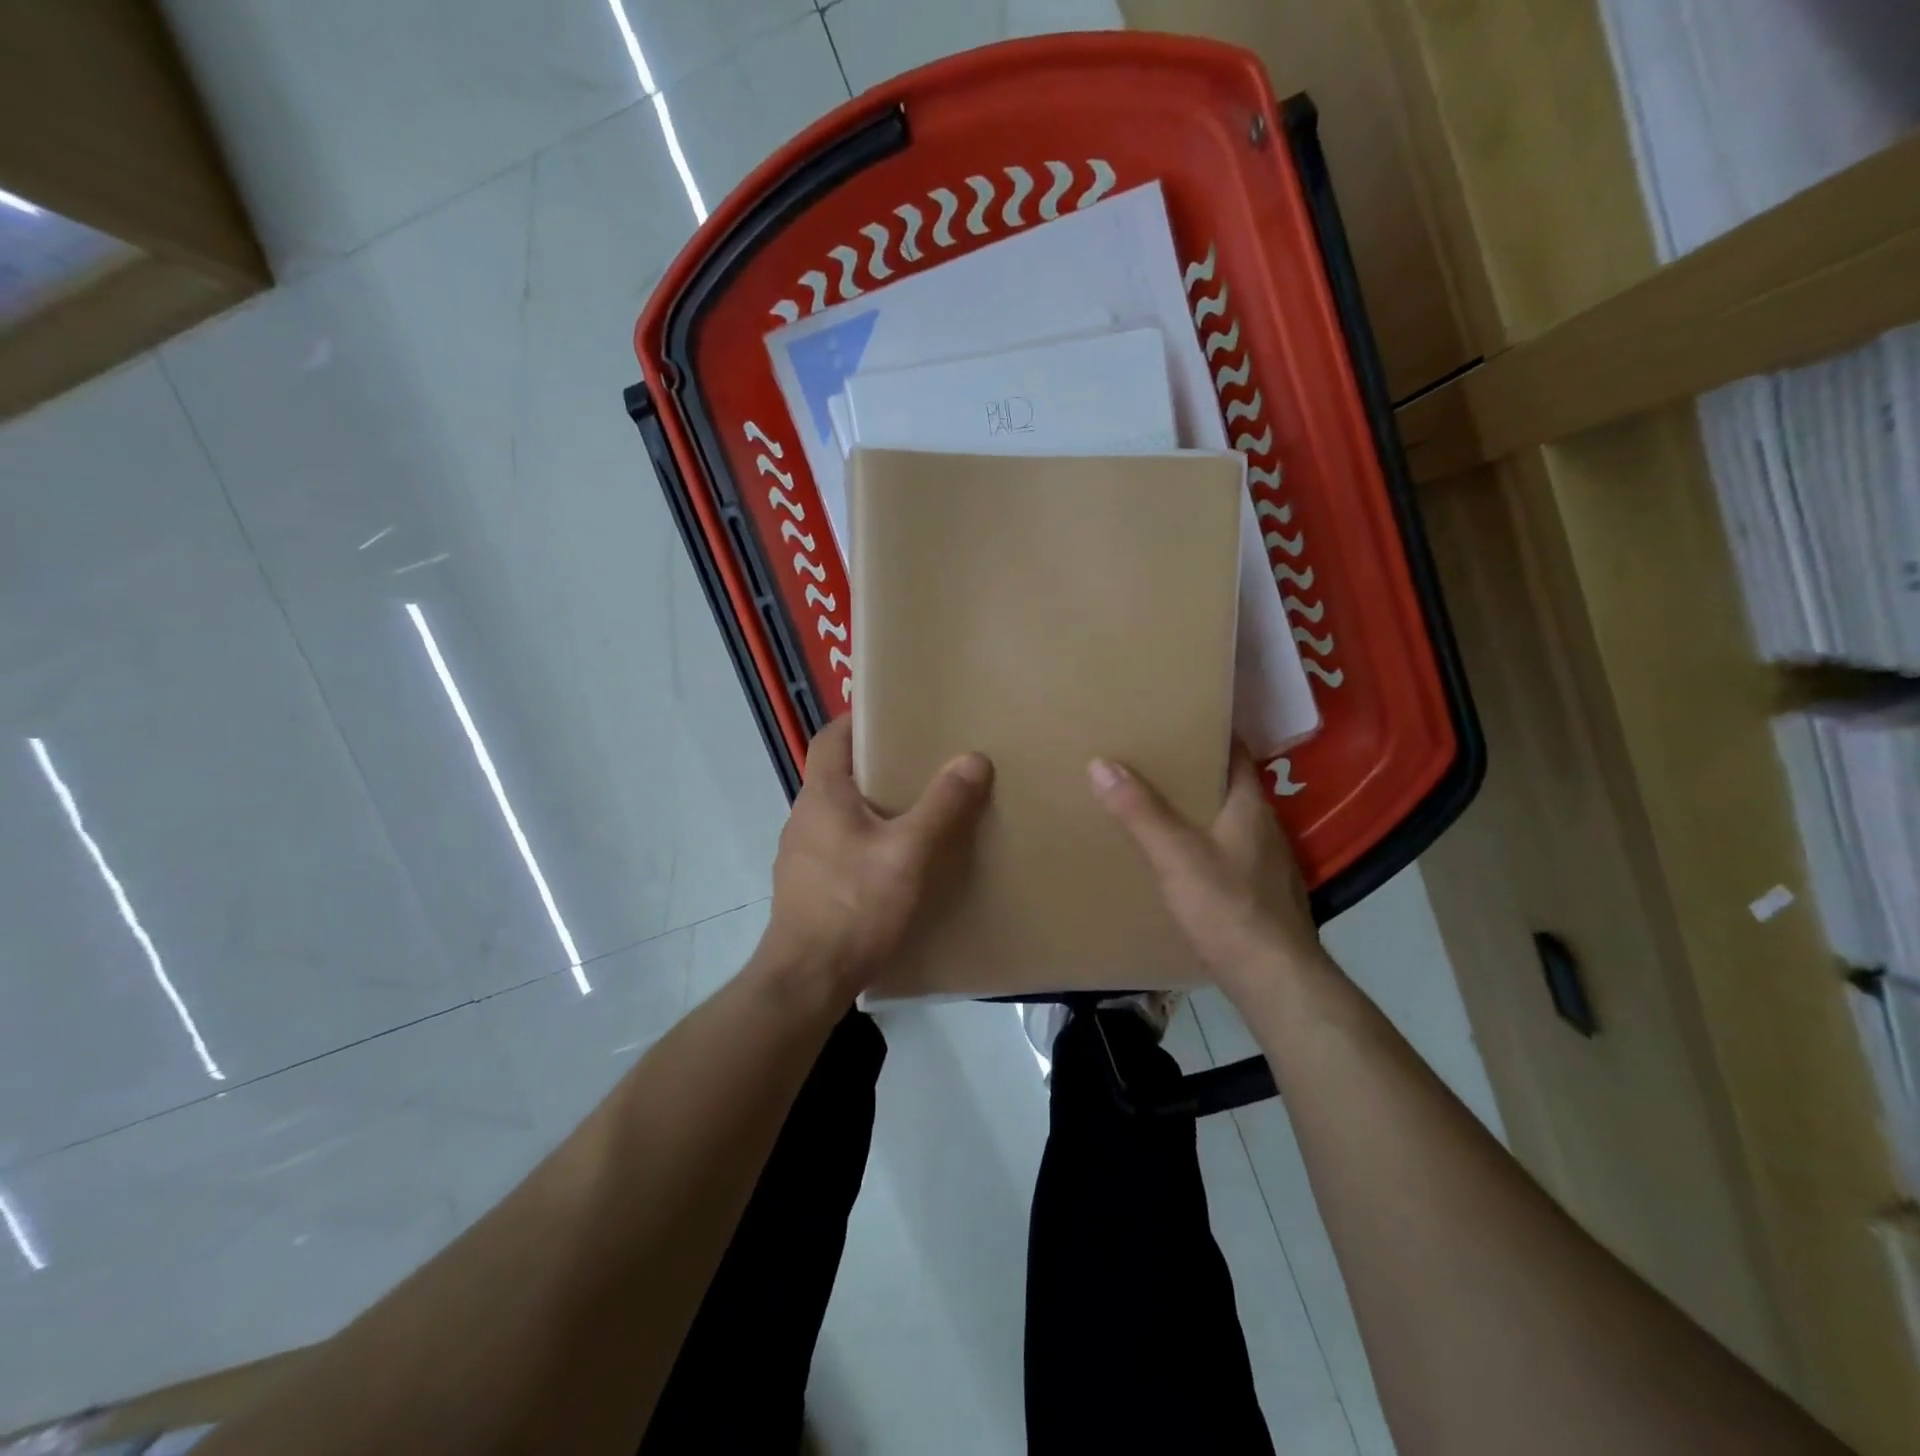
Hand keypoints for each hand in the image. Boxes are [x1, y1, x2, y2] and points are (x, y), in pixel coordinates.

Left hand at [764, 716, 992, 1001]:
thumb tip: (974, 759)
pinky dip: (862, 839)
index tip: (894, 716)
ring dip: (870, 805)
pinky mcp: (806, 885)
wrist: (807, 979)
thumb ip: (942, 805)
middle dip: (875, 764)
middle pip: (836, 773)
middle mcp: (804, 816)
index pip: (831, 737)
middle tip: (920, 762)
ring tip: (914, 810)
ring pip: (837, 812)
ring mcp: (800, 854)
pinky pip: (836, 845)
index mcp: (822, 795)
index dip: (857, 720)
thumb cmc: (855, 905)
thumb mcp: (909, 853)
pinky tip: (892, 862)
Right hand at [1089, 743, 1324, 990]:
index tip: (1175, 722)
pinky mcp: (1261, 896)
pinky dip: (1203, 845)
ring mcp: (1266, 865)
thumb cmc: (1229, 909)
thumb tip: (1101, 763)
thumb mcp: (1176, 856)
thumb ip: (1140, 812)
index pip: (1236, 754)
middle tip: (1149, 762)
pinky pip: (1227, 854)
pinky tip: (1177, 859)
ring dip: (1197, 811)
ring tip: (1154, 806)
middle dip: (1193, 773)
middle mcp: (1265, 829)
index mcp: (1251, 808)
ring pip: (1227, 823)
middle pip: (1228, 787)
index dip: (1209, 734)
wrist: (1276, 982)